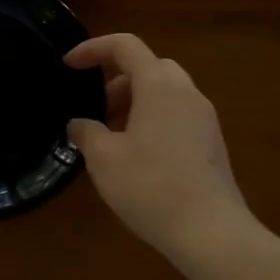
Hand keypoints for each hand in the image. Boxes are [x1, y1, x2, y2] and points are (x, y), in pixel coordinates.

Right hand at [65, 33, 257, 259]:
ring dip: (134, 103)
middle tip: (95, 110)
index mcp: (159, 87)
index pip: (125, 46)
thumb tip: (80, 124)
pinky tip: (135, 157)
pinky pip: (176, 115)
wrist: (211, 233)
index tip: (68, 66)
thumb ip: (86, 131)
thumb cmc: (151, 187)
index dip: (92, 49)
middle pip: (148, 67)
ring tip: (110, 137)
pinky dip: (151, 120)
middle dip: (116, 80)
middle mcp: (186, 94)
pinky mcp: (211, 144)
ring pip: (164, 92)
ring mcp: (204, 119)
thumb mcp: (103, 158)